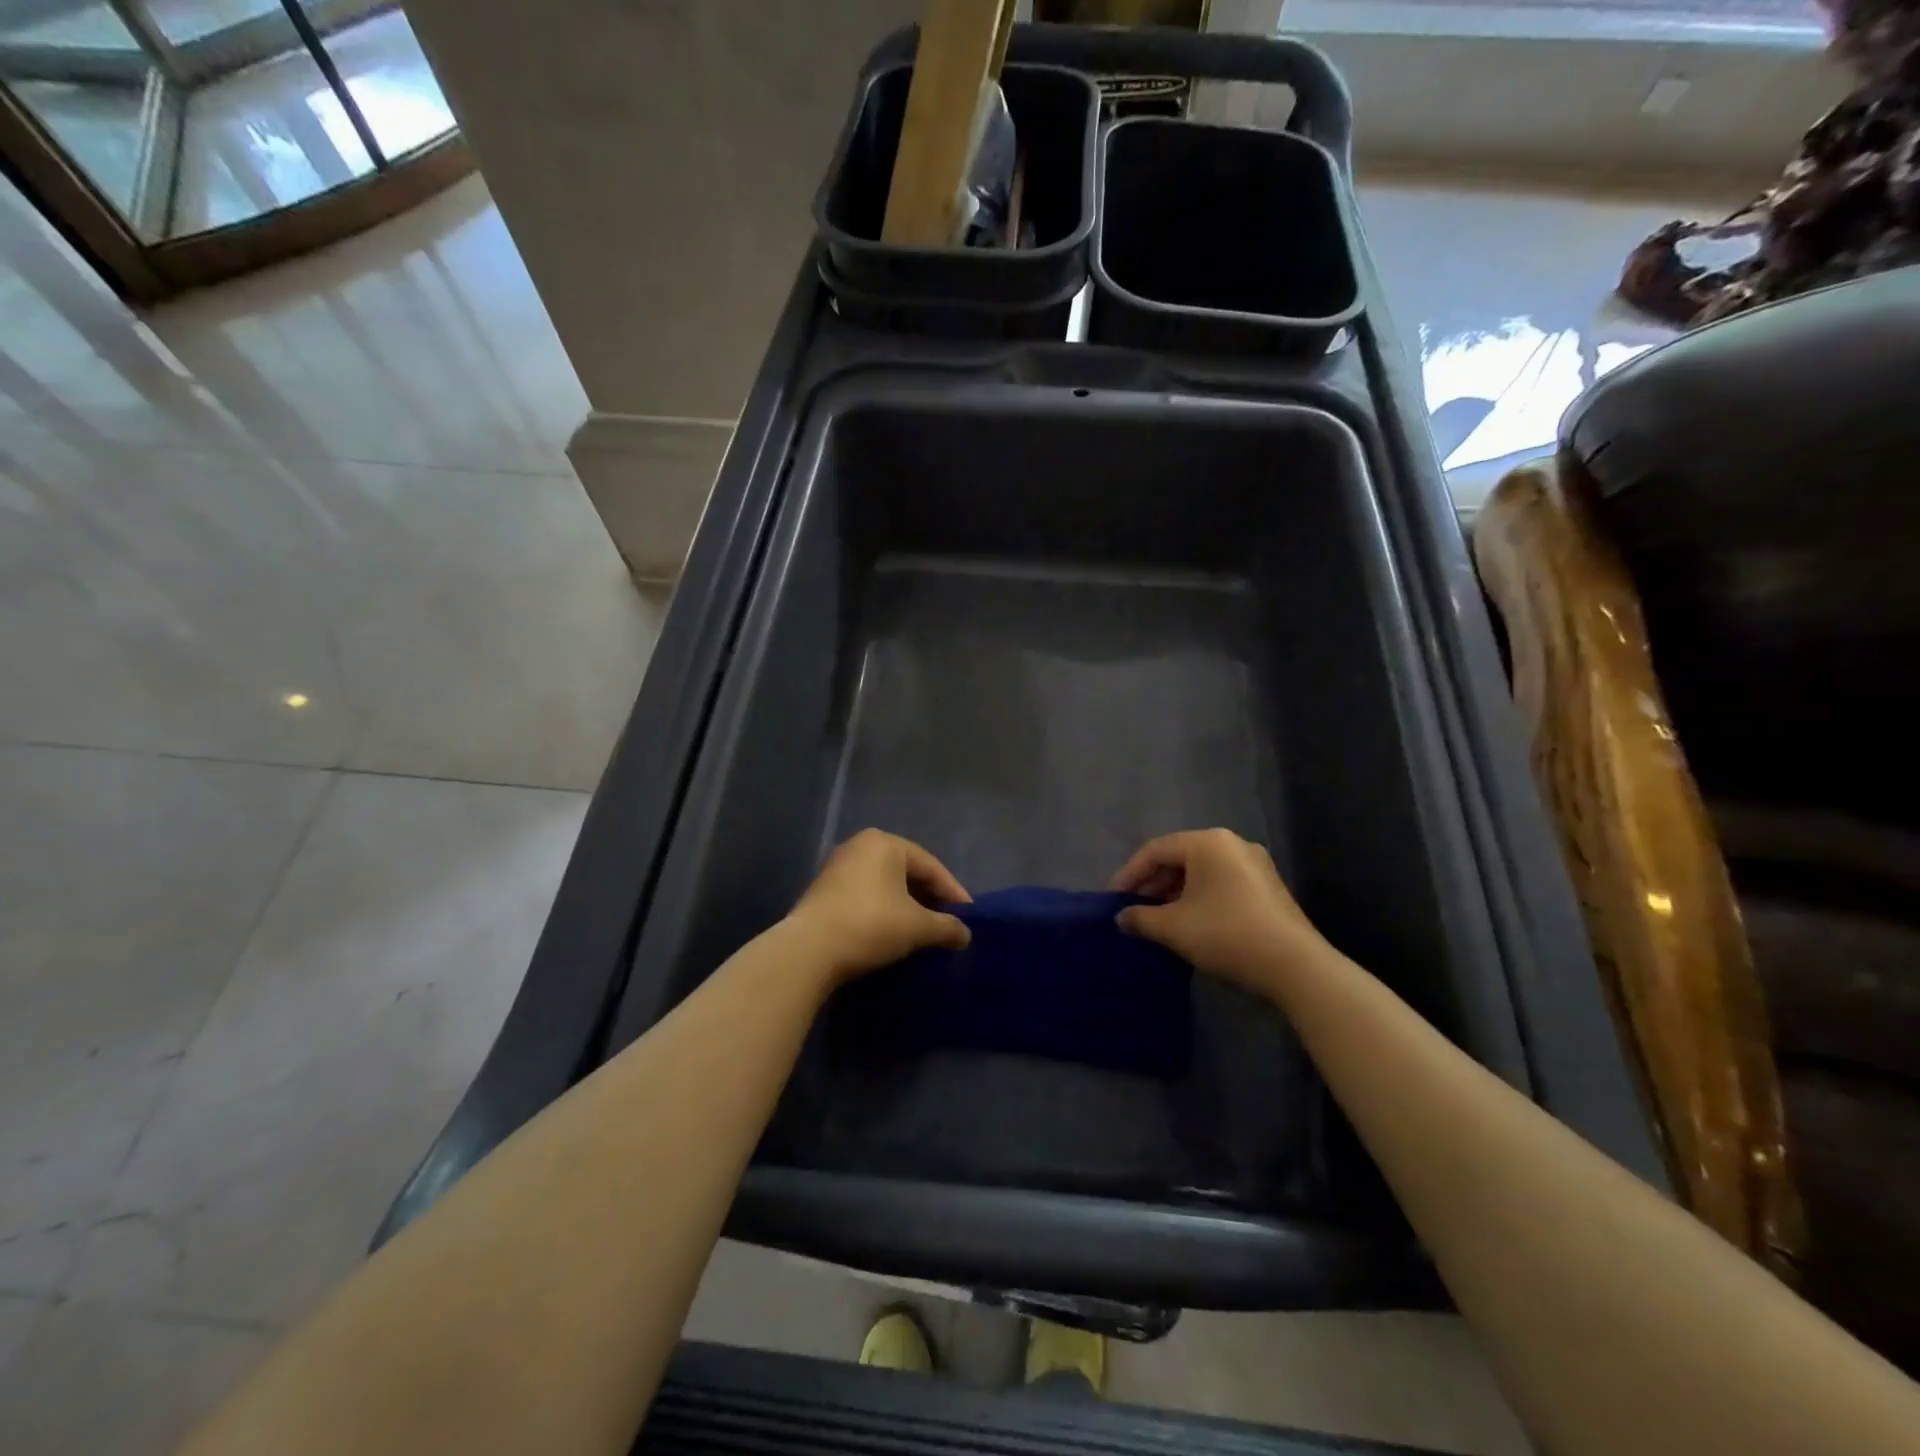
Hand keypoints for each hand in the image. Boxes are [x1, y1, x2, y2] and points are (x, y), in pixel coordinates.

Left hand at [786, 830, 970, 985]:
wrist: (809, 950)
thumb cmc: (871, 924)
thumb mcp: (918, 927)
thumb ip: (947, 927)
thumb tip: (965, 935)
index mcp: (885, 842)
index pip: (930, 865)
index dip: (953, 892)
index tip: (968, 916)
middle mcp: (860, 845)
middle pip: (906, 872)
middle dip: (929, 897)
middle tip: (947, 921)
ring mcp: (837, 867)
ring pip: (884, 884)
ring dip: (906, 905)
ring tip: (923, 929)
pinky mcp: (823, 891)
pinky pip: (865, 895)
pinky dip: (883, 910)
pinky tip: (892, 931)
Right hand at [1111, 829, 1331, 997]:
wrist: (1295, 966)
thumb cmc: (1226, 934)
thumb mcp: (1174, 928)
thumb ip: (1140, 918)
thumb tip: (1122, 918)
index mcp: (1207, 842)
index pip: (1156, 850)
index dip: (1130, 874)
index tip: (1113, 899)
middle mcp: (1232, 843)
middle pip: (1180, 857)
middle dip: (1153, 883)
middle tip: (1134, 909)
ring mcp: (1255, 863)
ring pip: (1202, 871)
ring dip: (1175, 891)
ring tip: (1159, 918)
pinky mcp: (1268, 886)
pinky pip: (1222, 882)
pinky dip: (1200, 896)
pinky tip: (1191, 921)